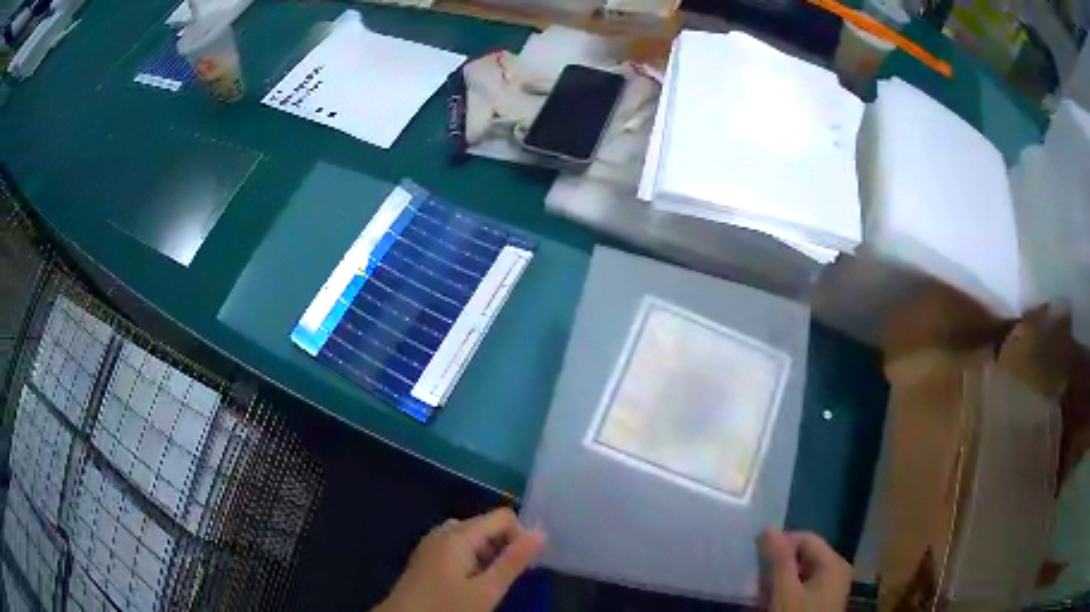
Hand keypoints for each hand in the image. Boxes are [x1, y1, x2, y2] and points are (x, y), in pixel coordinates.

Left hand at [374, 508, 545, 611]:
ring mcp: (431, 544)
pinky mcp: (426, 558)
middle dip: (504, 547)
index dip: (520, 537)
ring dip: (489, 555)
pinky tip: (471, 583)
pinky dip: (472, 559)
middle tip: (507, 580)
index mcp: (459, 534)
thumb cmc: (447, 608)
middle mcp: (443, 532)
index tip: (525, 567)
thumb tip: (541, 533)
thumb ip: (514, 561)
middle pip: (486, 526)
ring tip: (491, 584)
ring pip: (471, 538)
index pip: (503, 517)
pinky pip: (456, 547)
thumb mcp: (487, 590)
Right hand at [759, 528, 851, 611]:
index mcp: (834, 562)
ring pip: (802, 571)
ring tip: (764, 594)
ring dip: (781, 579)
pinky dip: (788, 590)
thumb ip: (778, 560)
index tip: (757, 562)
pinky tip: (774, 603)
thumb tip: (768, 529)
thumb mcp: (784, 592)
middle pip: (805, 555)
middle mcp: (838, 569)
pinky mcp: (824, 600)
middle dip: (779, 565)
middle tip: (759, 581)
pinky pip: (805, 584)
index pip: (805, 538)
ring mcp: (832, 586)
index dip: (781, 545)